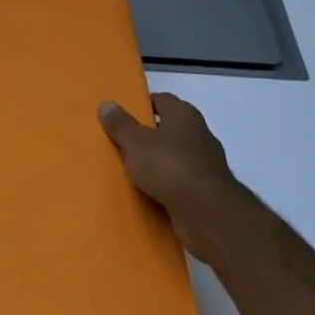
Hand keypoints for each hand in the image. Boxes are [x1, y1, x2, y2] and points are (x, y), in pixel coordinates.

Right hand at [99, 93, 242, 261]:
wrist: (208, 214)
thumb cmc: (169, 167)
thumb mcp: (135, 143)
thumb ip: (120, 124)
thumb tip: (106, 104)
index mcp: (184, 115)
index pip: (161, 100)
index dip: (141, 105)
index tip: (121, 116)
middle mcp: (199, 134)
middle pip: (168, 129)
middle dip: (147, 136)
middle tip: (120, 143)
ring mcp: (206, 164)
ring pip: (174, 157)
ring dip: (157, 162)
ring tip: (130, 170)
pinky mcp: (207, 190)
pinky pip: (180, 181)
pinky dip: (166, 185)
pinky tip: (148, 192)